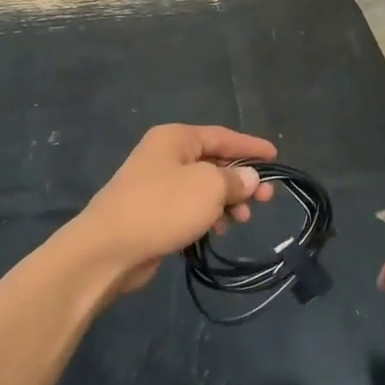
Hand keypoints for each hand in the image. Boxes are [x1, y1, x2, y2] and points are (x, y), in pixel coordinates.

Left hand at [72, 125, 277, 296]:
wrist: (109, 248)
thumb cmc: (162, 207)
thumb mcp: (208, 187)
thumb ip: (234, 180)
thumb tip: (249, 177)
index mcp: (175, 138)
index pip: (222, 136)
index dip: (250, 146)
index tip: (275, 157)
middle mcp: (164, 155)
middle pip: (213, 162)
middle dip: (240, 180)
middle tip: (266, 199)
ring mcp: (156, 184)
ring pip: (202, 187)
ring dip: (226, 201)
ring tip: (242, 220)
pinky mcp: (152, 212)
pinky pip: (189, 207)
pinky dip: (207, 215)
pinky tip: (218, 231)